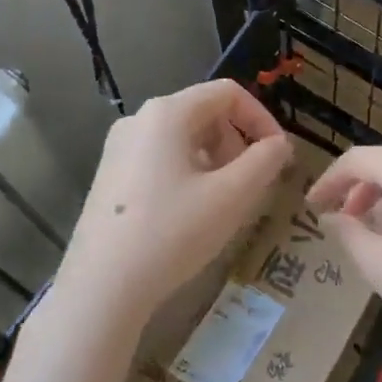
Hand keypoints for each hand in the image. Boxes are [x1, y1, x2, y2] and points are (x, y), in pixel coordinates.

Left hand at [50, 81, 292, 341]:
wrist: (102, 288)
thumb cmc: (172, 233)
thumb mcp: (232, 196)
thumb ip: (265, 161)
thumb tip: (278, 145)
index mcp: (167, 112)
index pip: (228, 93)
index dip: (262, 118)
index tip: (279, 156)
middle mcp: (138, 120)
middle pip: (204, 113)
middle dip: (237, 143)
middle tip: (252, 184)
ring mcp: (119, 149)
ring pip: (184, 139)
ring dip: (216, 161)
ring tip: (225, 202)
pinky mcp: (110, 177)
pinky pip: (161, 159)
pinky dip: (189, 174)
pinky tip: (192, 214)